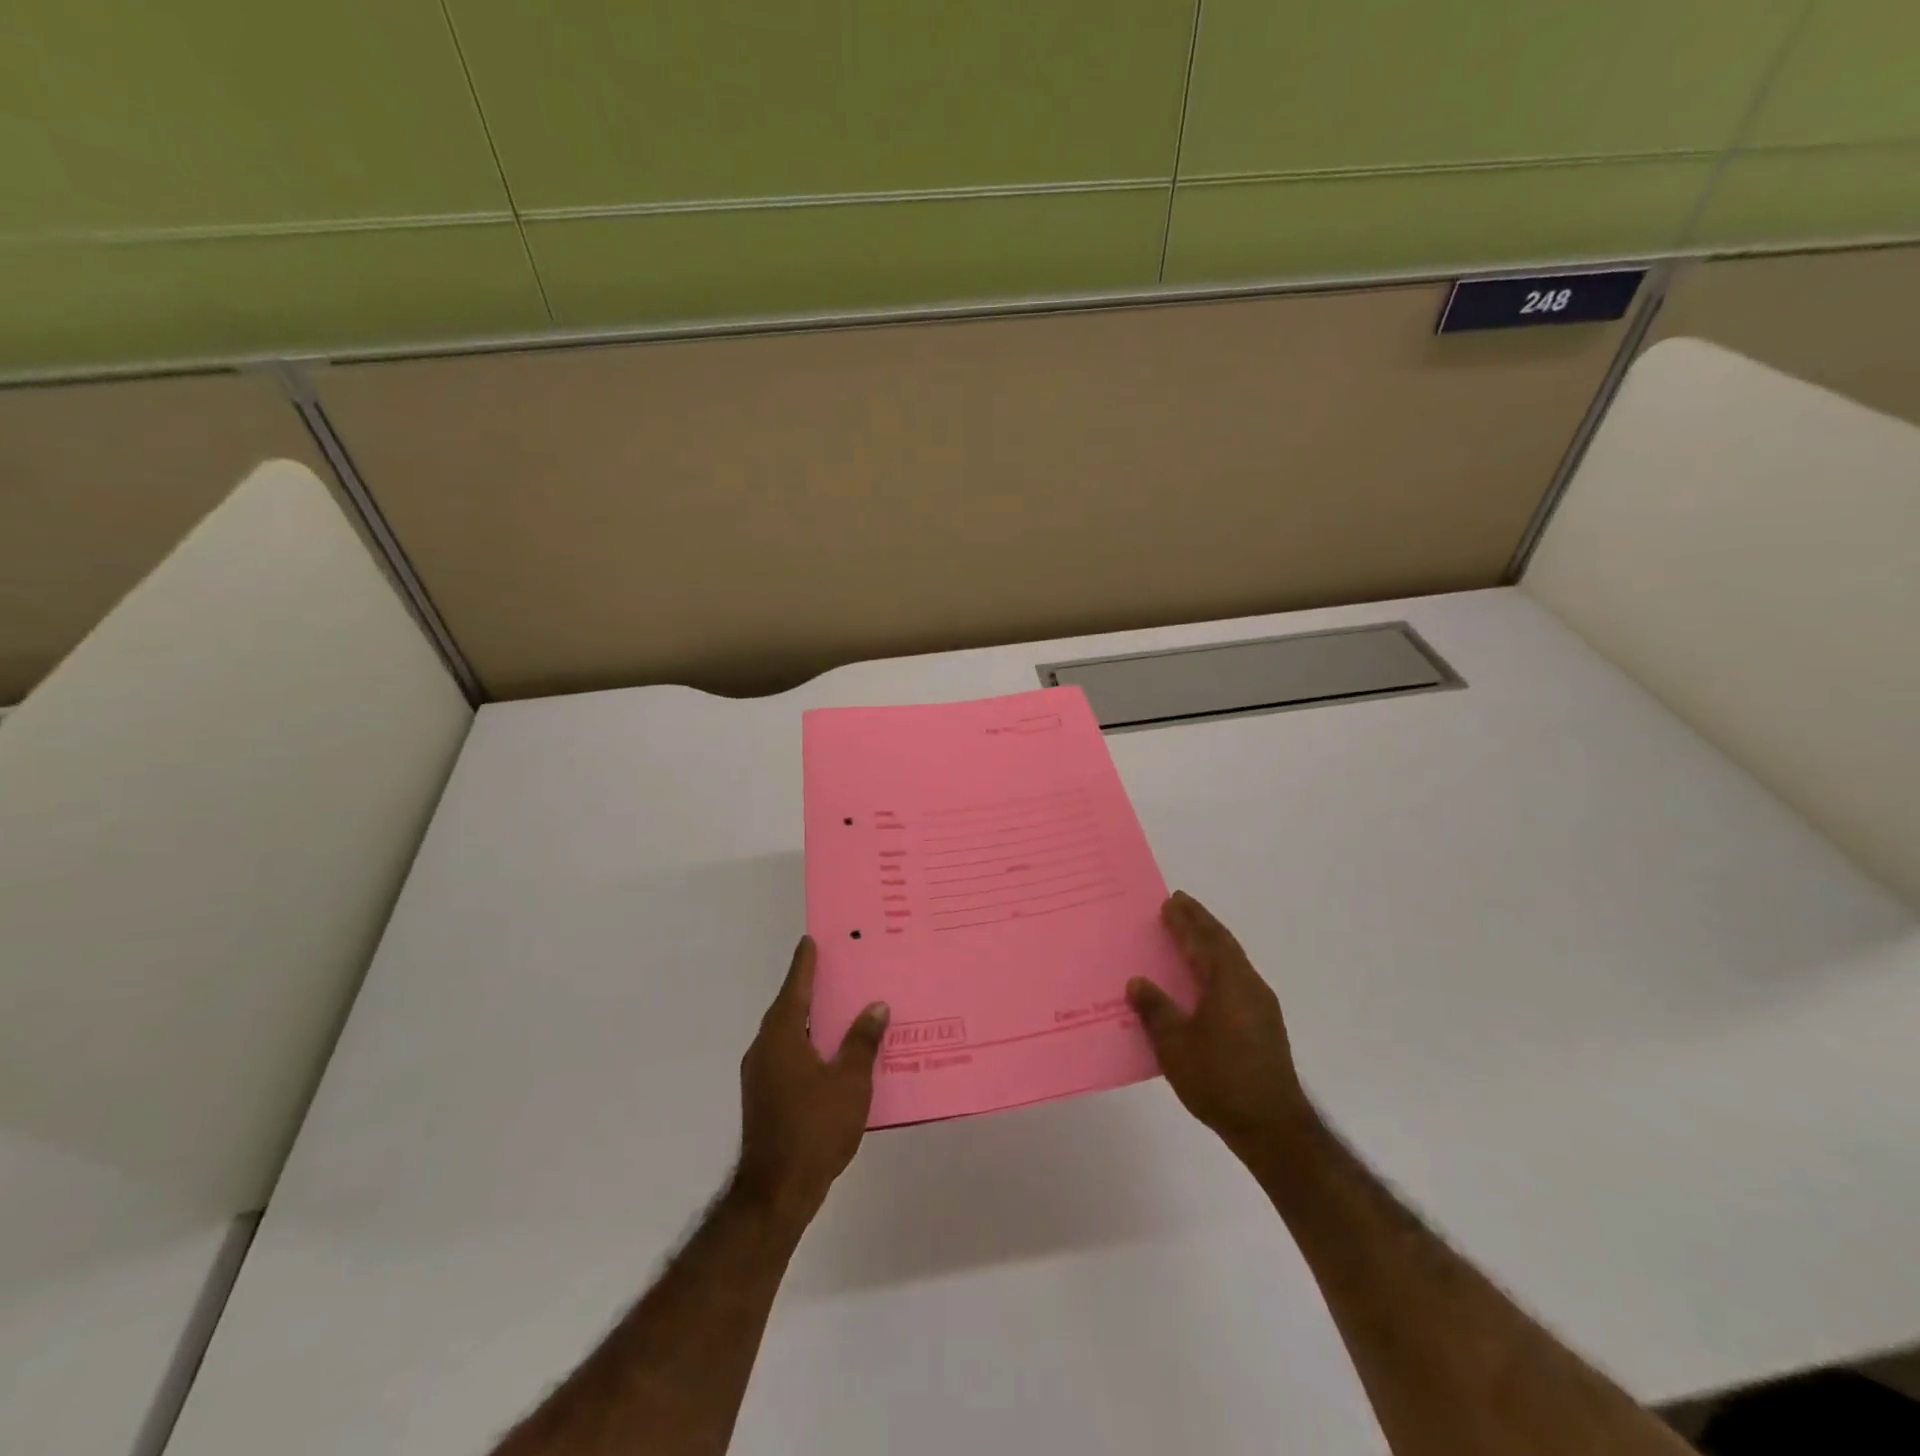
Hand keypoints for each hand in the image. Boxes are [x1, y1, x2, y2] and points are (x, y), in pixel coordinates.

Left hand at [732, 937, 889, 1223]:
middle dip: (809, 988)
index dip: (805, 964)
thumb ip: (862, 1042)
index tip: (810, 940)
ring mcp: (760, 1074)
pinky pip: (788, 1055)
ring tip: (838, 1007)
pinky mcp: (764, 1096)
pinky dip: (807, 1044)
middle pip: (789, 1008)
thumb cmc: (815, 1128)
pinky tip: (830, 1053)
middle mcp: (765, 1048)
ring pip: (788, 1034)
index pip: (795, 988)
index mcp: (782, 1036)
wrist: (776, 1192)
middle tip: (834, 968)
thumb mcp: (850, 1082)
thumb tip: (876, 1007)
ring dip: (810, 1019)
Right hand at [1127, 892, 1315, 1152]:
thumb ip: (1156, 1009)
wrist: (1273, 1127)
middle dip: (1201, 923)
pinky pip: (1236, 981)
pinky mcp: (1264, 1027)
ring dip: (1211, 945)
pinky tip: (1204, 982)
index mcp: (1228, 982)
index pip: (1205, 940)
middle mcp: (1248, 986)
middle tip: (1179, 906)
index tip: (1171, 900)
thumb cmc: (1219, 1079)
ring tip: (1189, 938)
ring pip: (1232, 963)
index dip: (1187, 920)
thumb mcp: (1175, 1044)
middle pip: (1223, 944)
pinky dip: (1218, 968)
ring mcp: (1261, 1007)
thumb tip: (1138, 983)